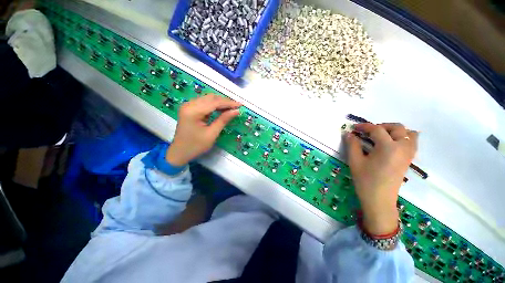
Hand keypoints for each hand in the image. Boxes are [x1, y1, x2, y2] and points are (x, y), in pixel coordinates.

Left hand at [166, 94, 240, 165]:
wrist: (180, 152)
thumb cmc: (196, 146)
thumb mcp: (212, 134)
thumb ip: (223, 120)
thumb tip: (236, 111)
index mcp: (193, 111)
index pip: (214, 102)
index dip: (228, 103)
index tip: (240, 104)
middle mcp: (189, 104)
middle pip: (211, 98)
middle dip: (225, 101)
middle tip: (237, 106)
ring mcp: (188, 106)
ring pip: (208, 99)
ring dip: (220, 102)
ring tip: (232, 107)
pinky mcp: (189, 109)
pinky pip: (204, 103)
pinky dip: (214, 105)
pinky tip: (222, 109)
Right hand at [346, 123, 417, 234]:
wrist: (379, 199)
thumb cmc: (365, 180)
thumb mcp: (355, 161)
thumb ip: (352, 145)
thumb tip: (349, 133)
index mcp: (388, 147)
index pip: (377, 130)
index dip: (364, 126)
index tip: (354, 128)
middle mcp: (402, 147)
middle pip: (397, 128)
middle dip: (381, 126)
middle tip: (368, 132)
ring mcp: (408, 154)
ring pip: (408, 133)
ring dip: (394, 131)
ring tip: (381, 136)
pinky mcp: (409, 160)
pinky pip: (411, 142)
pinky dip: (403, 138)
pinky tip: (391, 144)